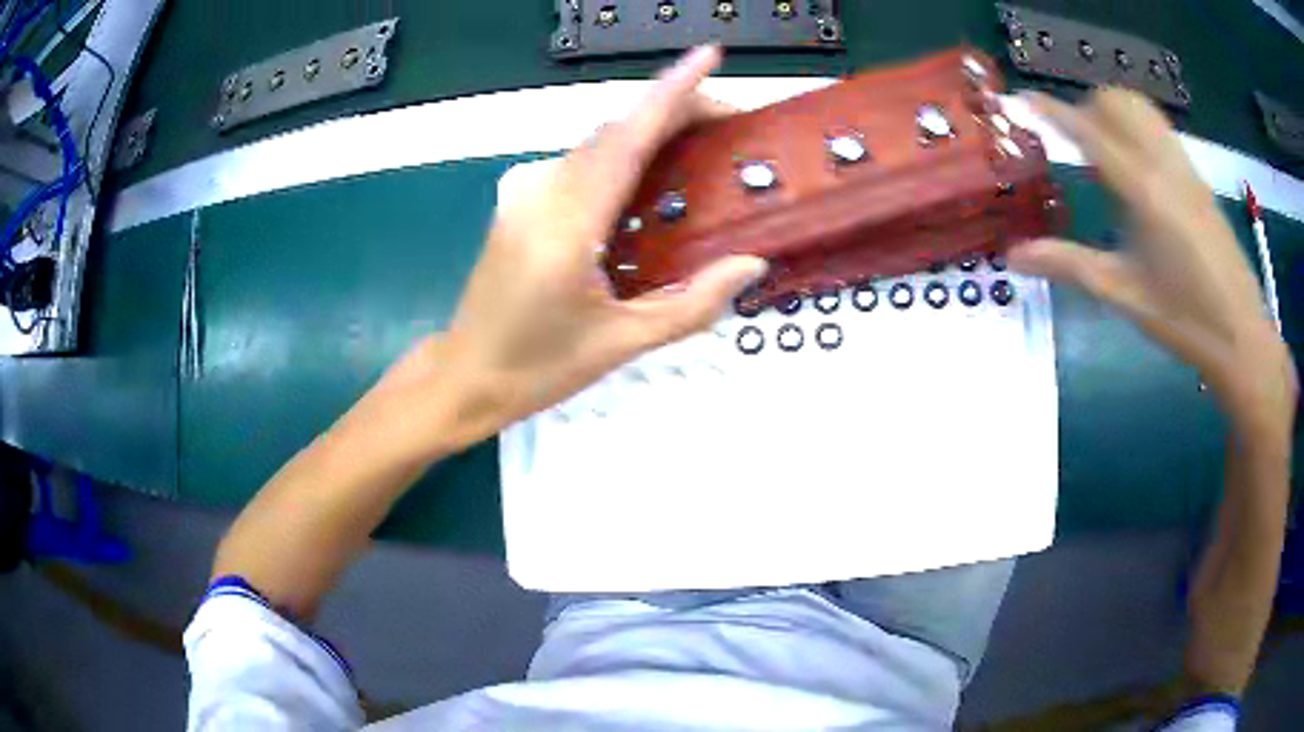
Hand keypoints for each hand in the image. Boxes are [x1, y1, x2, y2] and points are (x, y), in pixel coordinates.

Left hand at [428, 46, 766, 440]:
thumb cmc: (539, 367)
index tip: (709, 56)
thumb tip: (752, 263)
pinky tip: (654, 179)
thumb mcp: (621, 345)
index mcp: (566, 225)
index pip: (628, 138)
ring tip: (705, 151)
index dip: (671, 91)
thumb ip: (691, 304)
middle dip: (677, 112)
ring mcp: (524, 189)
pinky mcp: (519, 195)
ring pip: (600, 142)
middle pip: (617, 129)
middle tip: (734, 131)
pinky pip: (582, 162)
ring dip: (652, 133)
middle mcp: (542, 190)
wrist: (466, 373)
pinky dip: (624, 156)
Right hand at [1009, 89, 1295, 422]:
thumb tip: (1012, 256)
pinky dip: (1137, 129)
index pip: (1089, 131)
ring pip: (1141, 108)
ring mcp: (1185, 167)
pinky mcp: (1198, 178)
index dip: (1052, 111)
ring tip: (1103, 153)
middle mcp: (1164, 165)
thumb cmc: (1185, 321)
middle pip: (1116, 101)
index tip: (1020, 100)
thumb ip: (1069, 265)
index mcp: (1144, 191)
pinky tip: (1138, 171)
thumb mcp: (1124, 295)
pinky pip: (1160, 129)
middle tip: (1072, 144)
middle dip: (1086, 108)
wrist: (1242, 337)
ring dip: (1113, 113)